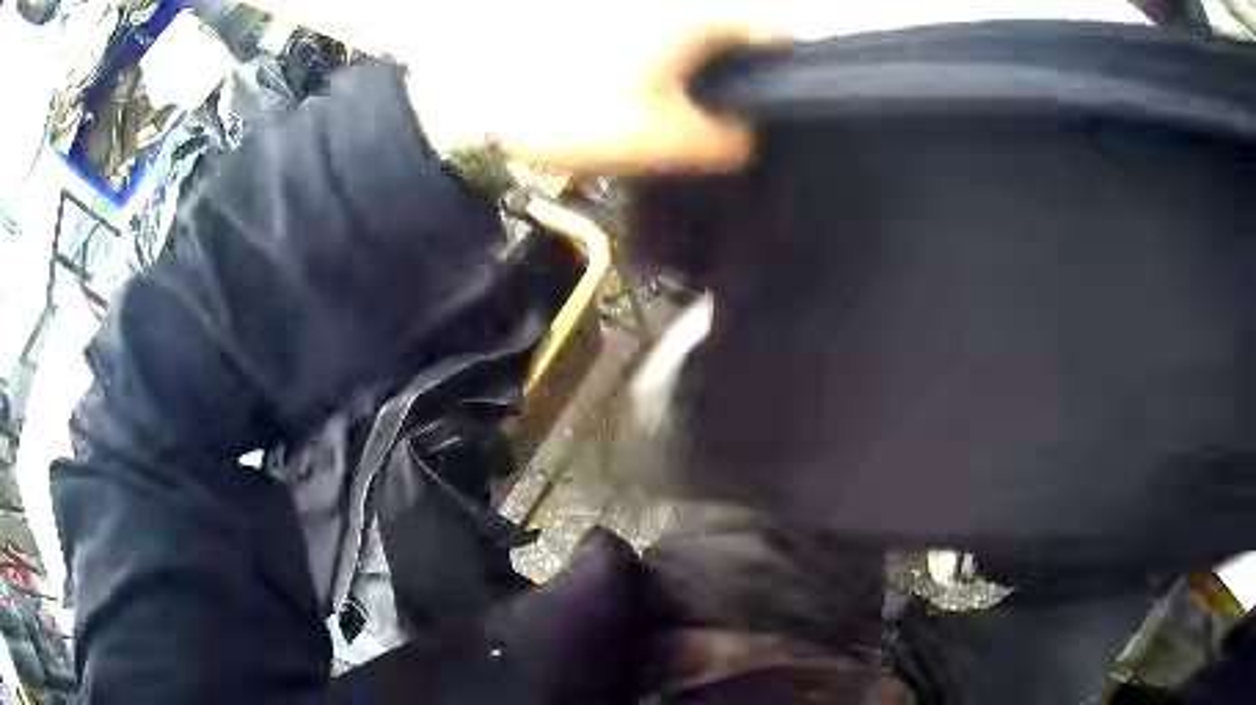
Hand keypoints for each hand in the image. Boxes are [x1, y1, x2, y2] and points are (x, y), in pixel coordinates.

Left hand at [403, 15, 788, 174]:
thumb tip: (751, 134)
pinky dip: (680, 68)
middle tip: (757, 115)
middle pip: (736, 33)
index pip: (773, 31)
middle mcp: (673, 6)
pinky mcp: (610, 27)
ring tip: (715, 112)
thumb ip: (726, 139)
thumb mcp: (666, 138)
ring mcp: (640, 13)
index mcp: (697, 22)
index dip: (797, 62)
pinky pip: (665, 44)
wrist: (483, 102)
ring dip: (716, 70)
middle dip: (755, 70)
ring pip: (700, 38)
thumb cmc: (580, 112)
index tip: (804, 94)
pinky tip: (672, 98)